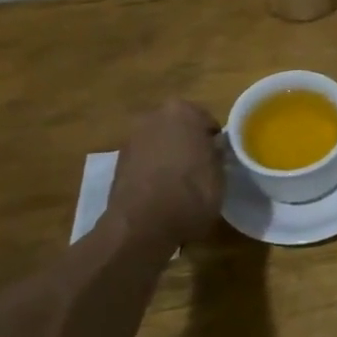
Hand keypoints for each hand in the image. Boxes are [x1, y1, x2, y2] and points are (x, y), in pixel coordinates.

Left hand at [108, 99, 223, 236]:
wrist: (143, 225)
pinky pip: (144, 161)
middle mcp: (153, 117)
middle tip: (200, 167)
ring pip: (159, 143)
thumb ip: (216, 153)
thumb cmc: (192, 192)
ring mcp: (131, 139)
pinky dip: (152, 171)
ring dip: (168, 156)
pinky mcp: (117, 164)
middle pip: (178, 127)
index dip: (213, 140)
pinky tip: (161, 192)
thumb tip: (213, 148)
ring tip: (180, 183)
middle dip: (187, 142)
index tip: (218, 157)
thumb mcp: (220, 173)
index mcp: (182, 111)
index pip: (206, 120)